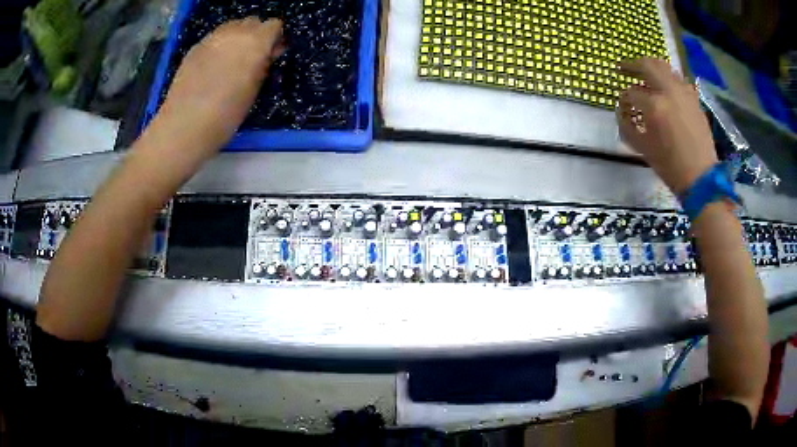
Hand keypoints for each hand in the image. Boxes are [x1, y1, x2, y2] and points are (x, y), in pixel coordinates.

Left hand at [148, 17, 283, 156]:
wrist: (184, 125)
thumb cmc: (226, 114)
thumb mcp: (254, 90)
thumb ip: (264, 65)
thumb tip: (270, 52)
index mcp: (256, 42)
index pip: (274, 25)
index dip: (274, 38)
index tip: (271, 54)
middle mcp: (235, 33)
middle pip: (252, 21)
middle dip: (256, 34)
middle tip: (251, 57)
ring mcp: (212, 38)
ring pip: (232, 26)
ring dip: (236, 37)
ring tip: (230, 60)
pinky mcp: (195, 47)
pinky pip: (214, 38)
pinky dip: (219, 45)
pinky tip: (212, 66)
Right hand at [616, 58, 717, 194]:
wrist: (701, 179)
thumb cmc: (670, 167)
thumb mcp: (643, 149)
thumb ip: (628, 127)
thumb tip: (622, 112)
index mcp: (655, 105)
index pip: (631, 93)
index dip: (623, 98)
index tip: (622, 105)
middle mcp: (669, 91)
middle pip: (647, 66)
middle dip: (631, 65)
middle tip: (622, 68)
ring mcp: (684, 93)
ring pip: (665, 67)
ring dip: (651, 67)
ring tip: (644, 74)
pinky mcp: (694, 99)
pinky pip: (679, 79)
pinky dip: (668, 78)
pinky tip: (666, 86)